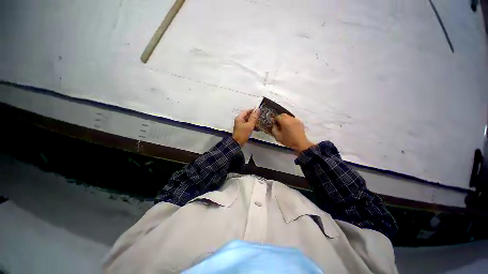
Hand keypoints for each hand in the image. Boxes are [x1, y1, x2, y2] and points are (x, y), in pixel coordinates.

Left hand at [232, 109, 258, 145]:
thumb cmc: (243, 134)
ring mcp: (240, 125)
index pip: (247, 111)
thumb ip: (254, 117)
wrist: (238, 143)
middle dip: (254, 116)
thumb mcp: (250, 125)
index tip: (259, 111)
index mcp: (239, 118)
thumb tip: (257, 110)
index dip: (253, 110)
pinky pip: (248, 125)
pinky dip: (252, 126)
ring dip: (253, 121)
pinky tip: (257, 128)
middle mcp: (239, 120)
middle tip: (260, 117)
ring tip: (259, 123)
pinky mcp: (242, 129)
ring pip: (248, 120)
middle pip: (247, 115)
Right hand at [271, 114, 314, 153]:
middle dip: (280, 118)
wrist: (300, 144)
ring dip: (285, 119)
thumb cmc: (288, 140)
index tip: (274, 125)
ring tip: (284, 126)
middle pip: (283, 115)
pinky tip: (290, 127)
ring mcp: (296, 120)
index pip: (277, 116)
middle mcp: (290, 118)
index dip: (274, 120)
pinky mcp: (300, 122)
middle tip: (278, 124)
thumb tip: (274, 125)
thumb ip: (274, 129)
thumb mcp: (278, 137)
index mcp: (284, 121)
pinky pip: (293, 119)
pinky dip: (290, 121)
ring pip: (288, 116)